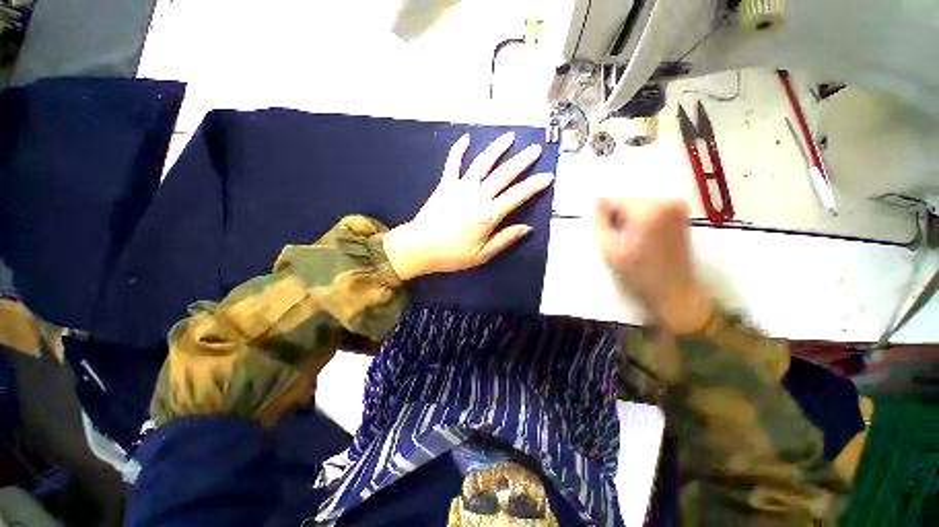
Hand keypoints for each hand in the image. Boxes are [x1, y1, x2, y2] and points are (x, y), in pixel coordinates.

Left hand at [383, 133, 553, 279]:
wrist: (419, 246)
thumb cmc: (452, 254)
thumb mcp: (482, 254)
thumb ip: (505, 239)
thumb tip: (526, 228)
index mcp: (488, 214)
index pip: (517, 195)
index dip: (534, 185)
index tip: (547, 176)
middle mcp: (477, 195)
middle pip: (504, 174)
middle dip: (522, 160)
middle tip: (535, 150)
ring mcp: (460, 186)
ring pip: (483, 162)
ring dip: (497, 148)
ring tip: (510, 137)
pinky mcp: (445, 184)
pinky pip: (453, 163)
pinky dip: (459, 149)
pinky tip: (466, 138)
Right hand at [595, 198, 713, 332]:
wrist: (674, 292)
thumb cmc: (638, 273)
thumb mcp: (609, 249)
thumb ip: (599, 221)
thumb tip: (597, 202)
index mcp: (647, 210)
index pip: (613, 198)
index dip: (604, 216)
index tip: (607, 233)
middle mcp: (666, 201)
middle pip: (626, 199)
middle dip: (618, 216)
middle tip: (619, 238)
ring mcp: (676, 206)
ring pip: (638, 203)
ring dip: (629, 218)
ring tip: (632, 240)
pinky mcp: (680, 213)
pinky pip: (650, 207)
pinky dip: (641, 219)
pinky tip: (643, 237)